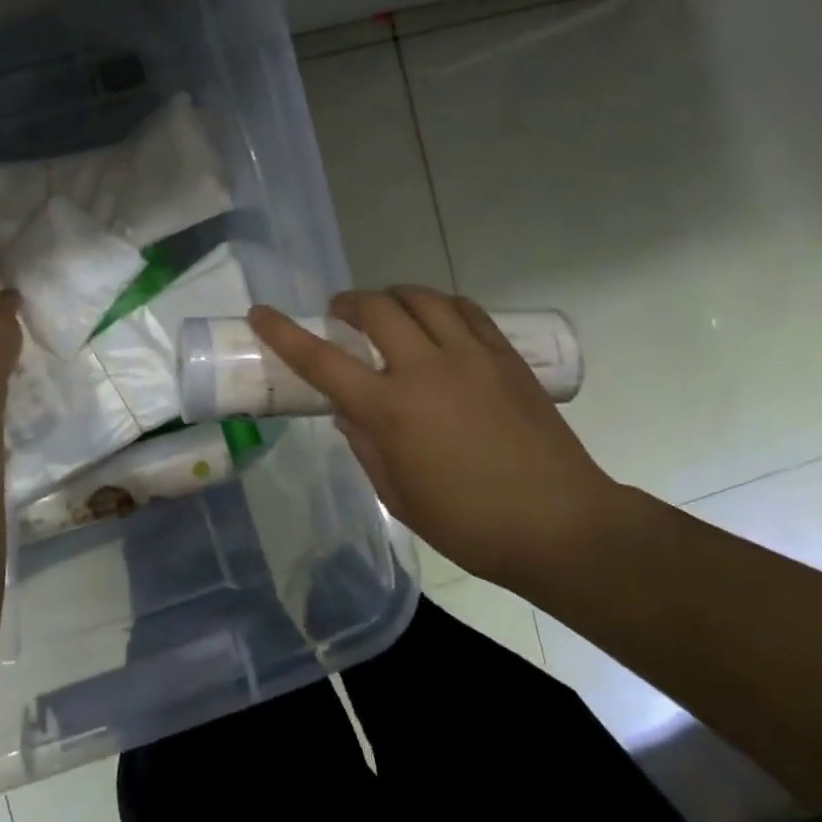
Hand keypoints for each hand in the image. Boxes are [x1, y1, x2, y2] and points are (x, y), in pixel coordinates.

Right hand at [248, 287, 614, 587]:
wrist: (560, 525)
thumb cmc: (469, 523)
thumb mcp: (399, 495)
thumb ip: (365, 444)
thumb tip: (348, 409)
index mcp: (391, 409)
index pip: (322, 360)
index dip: (284, 333)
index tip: (261, 312)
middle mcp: (425, 369)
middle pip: (375, 308)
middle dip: (348, 303)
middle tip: (341, 316)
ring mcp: (470, 356)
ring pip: (421, 298)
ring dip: (394, 296)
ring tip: (389, 312)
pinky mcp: (504, 355)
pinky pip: (465, 309)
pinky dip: (440, 306)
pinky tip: (437, 321)